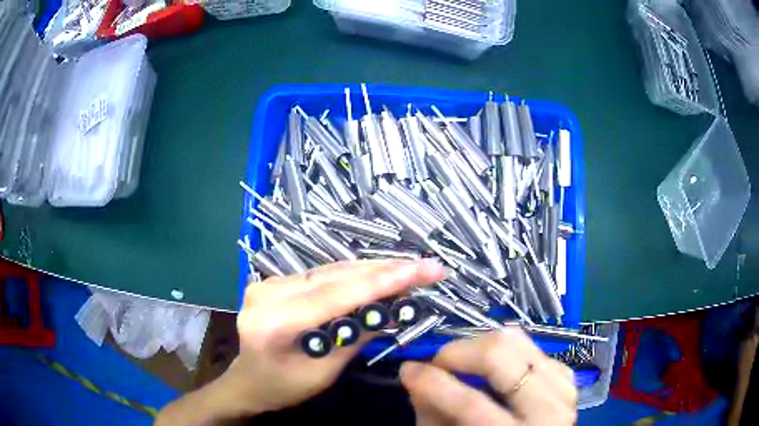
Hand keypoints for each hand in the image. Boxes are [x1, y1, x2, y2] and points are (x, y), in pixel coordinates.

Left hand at [227, 259, 446, 414]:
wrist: (248, 381)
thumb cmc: (283, 387)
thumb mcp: (323, 373)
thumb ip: (353, 339)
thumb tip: (391, 309)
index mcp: (274, 322)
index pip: (335, 295)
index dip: (382, 281)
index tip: (422, 269)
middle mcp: (267, 293)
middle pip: (335, 276)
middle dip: (385, 270)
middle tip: (425, 267)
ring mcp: (268, 282)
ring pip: (330, 271)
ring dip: (372, 270)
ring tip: (410, 269)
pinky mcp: (275, 281)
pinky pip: (321, 275)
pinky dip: (352, 276)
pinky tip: (378, 275)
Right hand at [400, 328, 576, 424]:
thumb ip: (432, 413)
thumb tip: (415, 375)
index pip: (471, 404)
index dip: (433, 383)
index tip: (408, 369)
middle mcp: (549, 409)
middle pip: (502, 355)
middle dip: (459, 352)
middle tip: (438, 362)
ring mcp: (562, 387)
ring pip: (518, 340)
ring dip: (482, 347)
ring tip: (463, 363)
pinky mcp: (566, 375)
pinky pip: (533, 347)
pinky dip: (507, 351)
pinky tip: (493, 368)